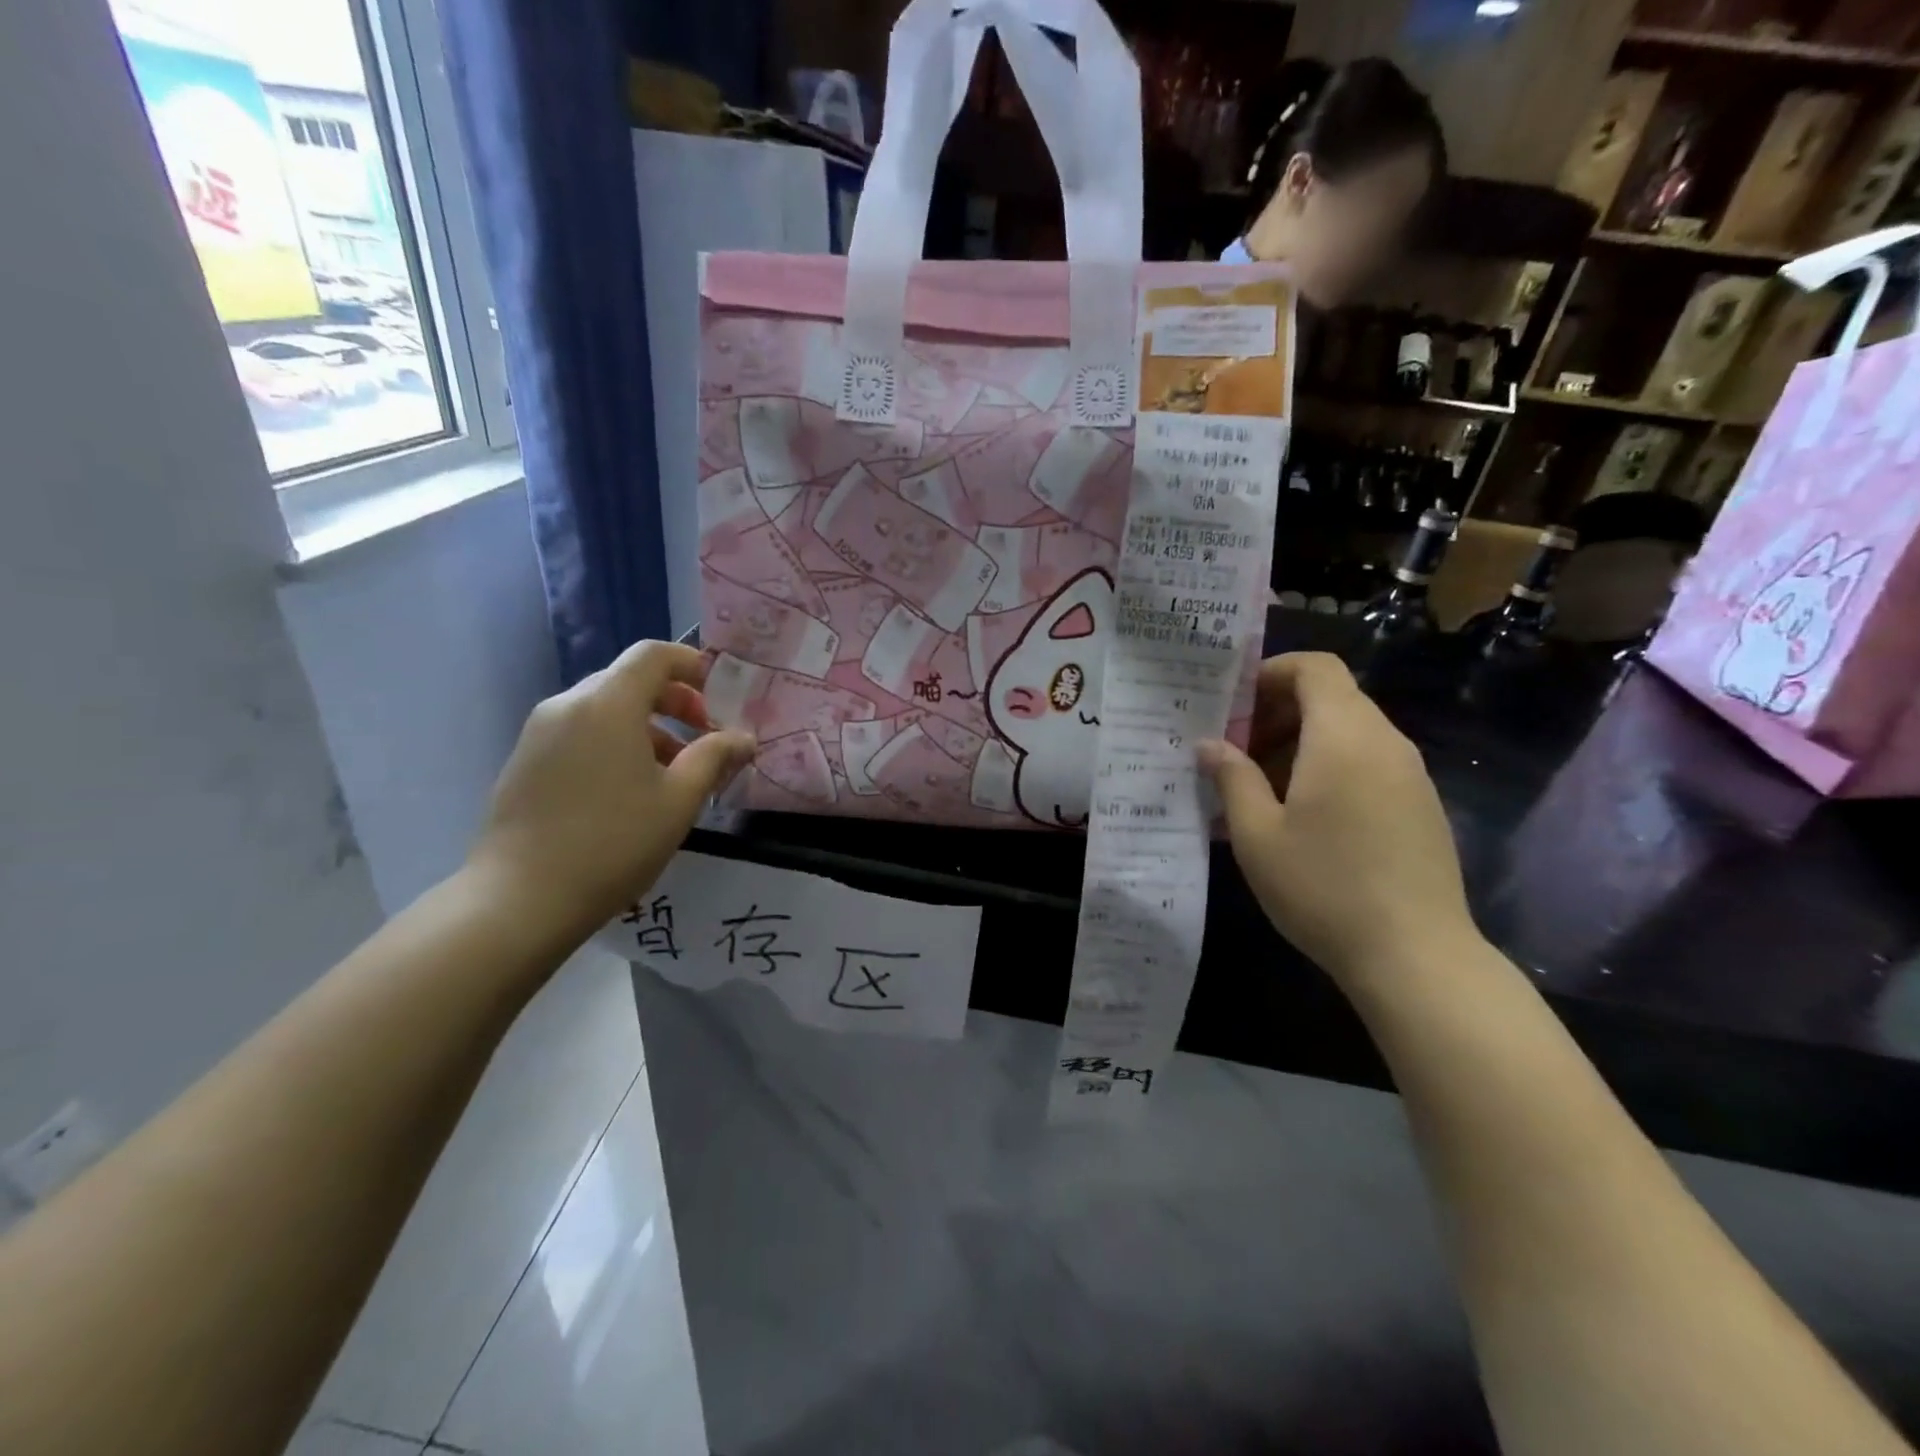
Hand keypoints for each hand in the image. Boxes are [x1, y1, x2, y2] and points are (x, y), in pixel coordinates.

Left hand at [468, 641, 754, 939]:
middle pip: (629, 680)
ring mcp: (540, 732)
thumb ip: (715, 757)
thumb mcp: (680, 800)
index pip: (654, 655)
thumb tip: (743, 737)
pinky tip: (630, 790)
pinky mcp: (525, 760)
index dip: (692, 666)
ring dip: (647, 727)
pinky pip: (580, 732)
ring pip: (605, 709)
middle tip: (705, 739)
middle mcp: (568, 705)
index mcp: (608, 704)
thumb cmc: (613, 843)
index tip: (719, 698)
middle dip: (675, 702)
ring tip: (674, 773)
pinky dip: (615, 743)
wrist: (520, 899)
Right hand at [1198, 653, 1475, 985]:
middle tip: (1235, 752)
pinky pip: (1368, 763)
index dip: (1271, 672)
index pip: (1315, 667)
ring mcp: (1409, 775)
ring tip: (1259, 789)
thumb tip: (1210, 744)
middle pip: (1331, 697)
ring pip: (1348, 732)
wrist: (1416, 956)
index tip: (1233, 704)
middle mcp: (1385, 742)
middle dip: (1277, 713)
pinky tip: (1301, 818)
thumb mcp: (1257, 834)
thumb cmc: (1323, 886)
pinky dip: (1329, 768)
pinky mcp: (1420, 806)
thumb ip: (1231, 778)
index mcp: (1344, 736)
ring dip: (1300, 744)